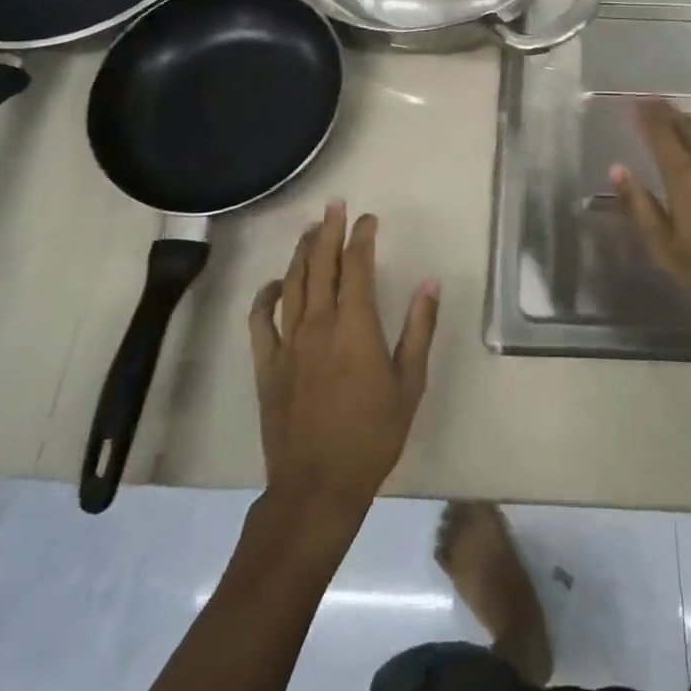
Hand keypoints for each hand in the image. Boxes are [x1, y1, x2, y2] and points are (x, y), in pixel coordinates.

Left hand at [248, 202, 439, 522]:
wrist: (318, 486)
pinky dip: (265, 297)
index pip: (356, 266)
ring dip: (301, 253)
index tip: (368, 218)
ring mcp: (288, 342)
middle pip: (320, 264)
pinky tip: (273, 284)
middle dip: (328, 231)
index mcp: (355, 325)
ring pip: (292, 284)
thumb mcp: (409, 383)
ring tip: (310, 231)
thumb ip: (419, 329)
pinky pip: (260, 320)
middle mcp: (318, 323)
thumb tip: (430, 283)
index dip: (362, 237)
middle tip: (333, 205)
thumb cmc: (373, 435)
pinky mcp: (267, 364)